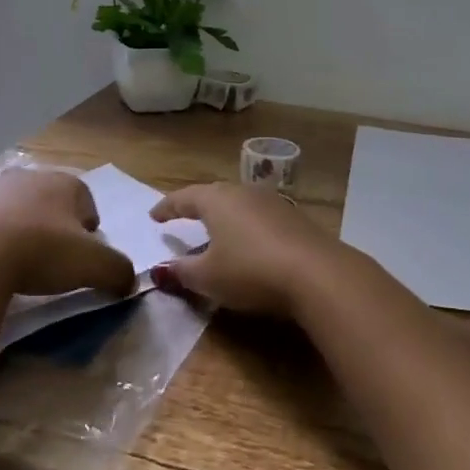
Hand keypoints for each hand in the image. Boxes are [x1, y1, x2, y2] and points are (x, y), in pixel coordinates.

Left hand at [0, 168, 134, 297]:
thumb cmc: (41, 251)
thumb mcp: (93, 265)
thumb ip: (118, 271)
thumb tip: (128, 282)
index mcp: (63, 182)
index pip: (86, 200)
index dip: (88, 228)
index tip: (83, 256)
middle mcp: (27, 177)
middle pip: (49, 201)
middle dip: (53, 226)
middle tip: (52, 259)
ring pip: (14, 210)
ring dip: (19, 230)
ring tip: (18, 265)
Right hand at [148, 183, 354, 318]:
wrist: (316, 273)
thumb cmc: (250, 270)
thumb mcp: (208, 277)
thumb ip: (182, 271)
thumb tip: (161, 269)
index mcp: (216, 200)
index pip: (184, 198)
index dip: (166, 207)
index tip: (154, 216)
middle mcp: (243, 192)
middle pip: (213, 195)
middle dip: (196, 205)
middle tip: (183, 216)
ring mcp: (272, 202)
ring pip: (239, 203)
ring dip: (225, 216)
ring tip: (215, 230)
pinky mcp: (294, 218)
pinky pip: (260, 217)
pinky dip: (247, 227)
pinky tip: (249, 242)